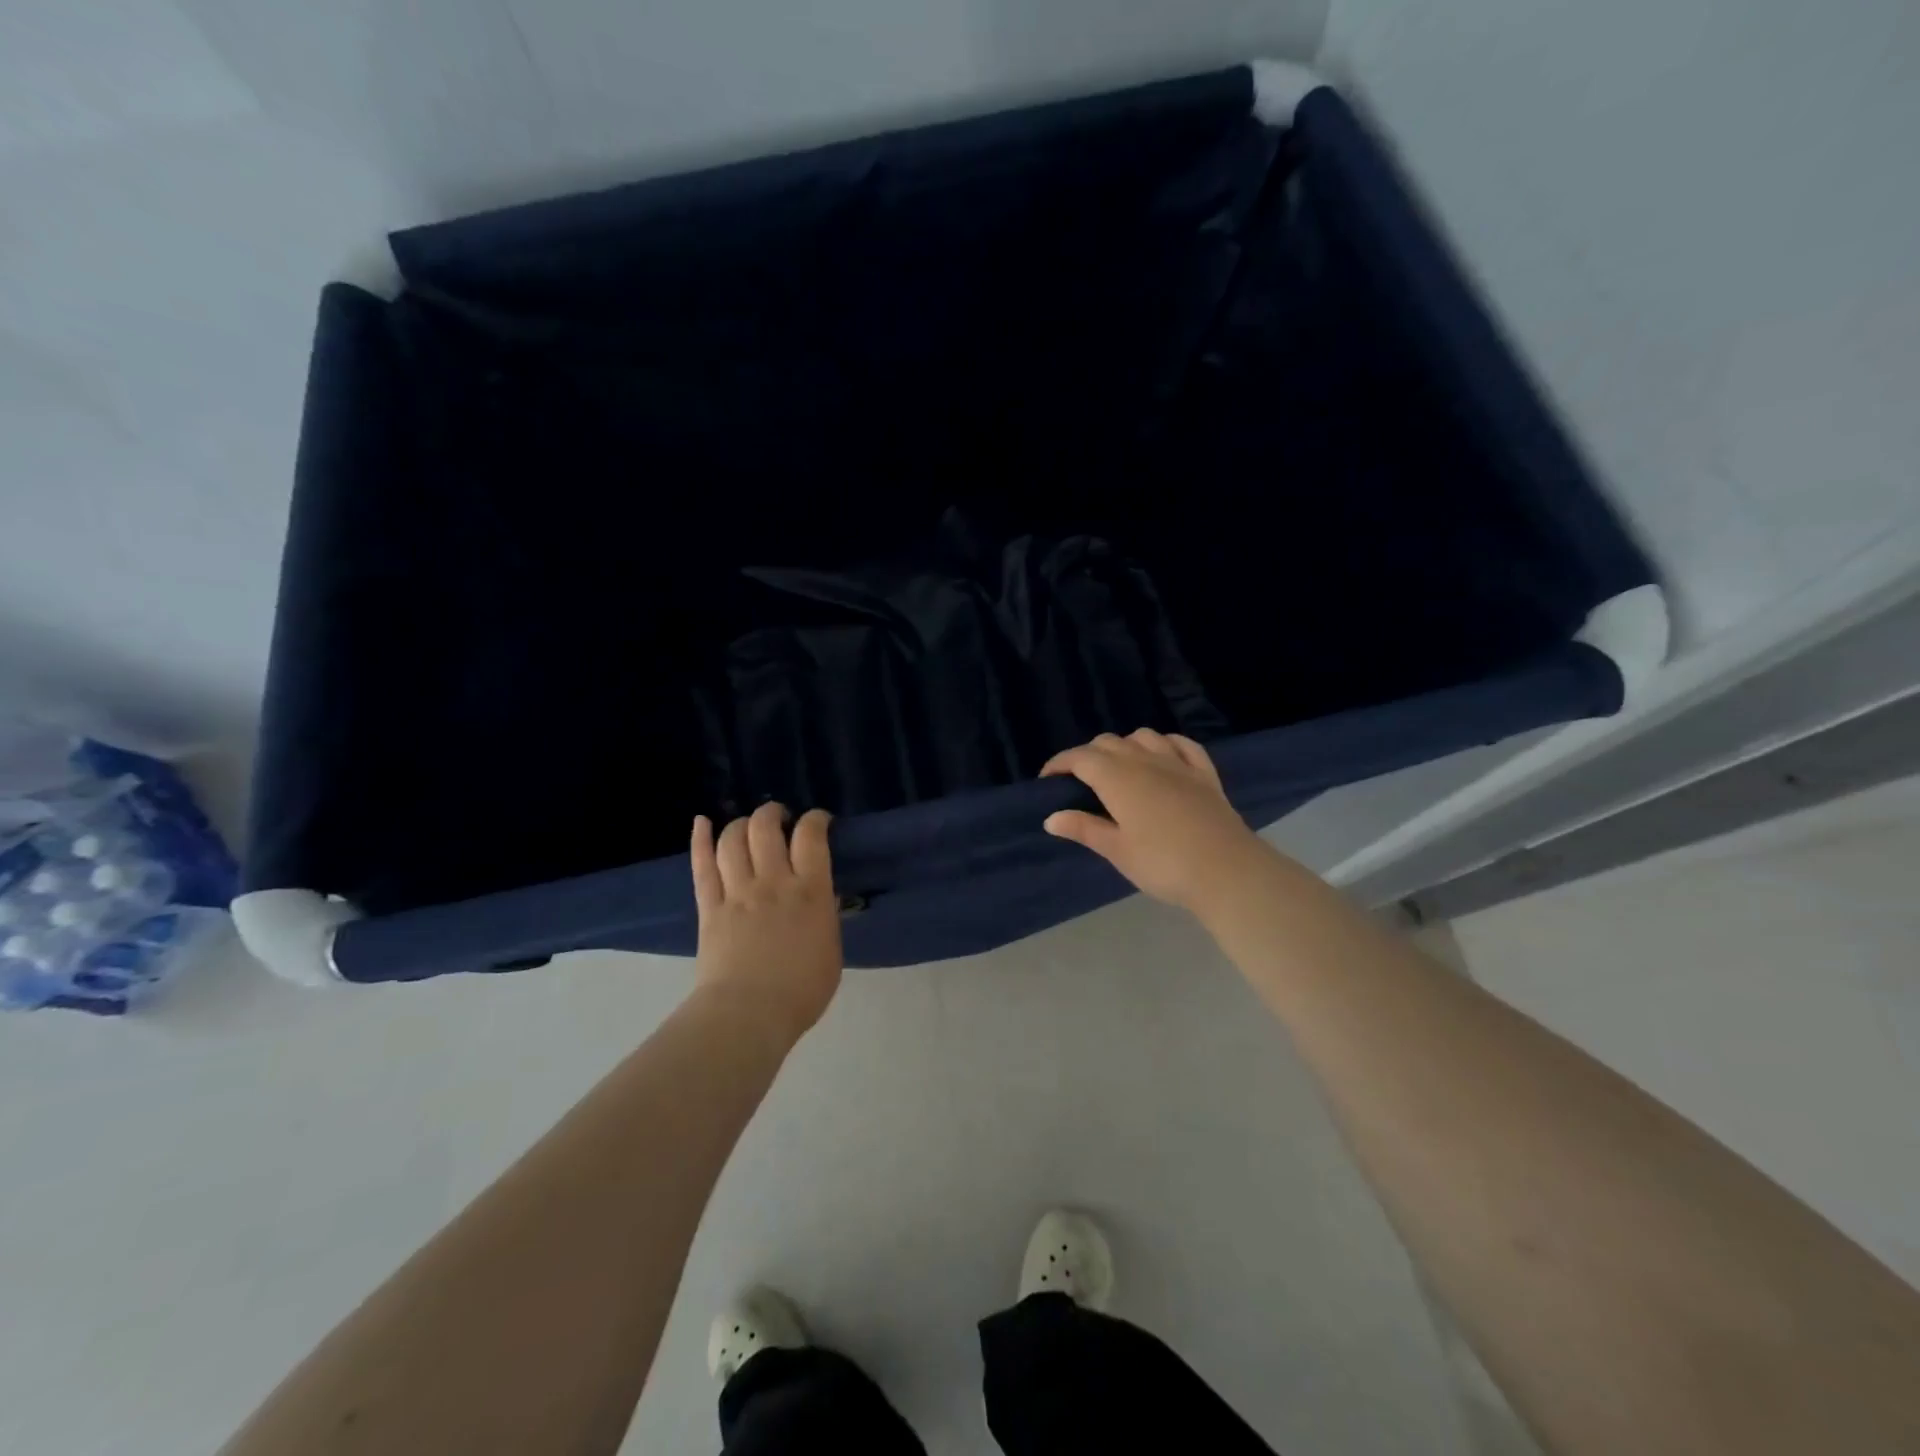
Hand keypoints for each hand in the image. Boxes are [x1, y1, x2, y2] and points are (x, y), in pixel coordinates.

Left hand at [690, 803, 842, 1046]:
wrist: (749, 1015)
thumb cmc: (801, 990)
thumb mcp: (831, 949)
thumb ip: (824, 915)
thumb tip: (819, 895)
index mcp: (810, 892)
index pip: (811, 837)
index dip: (815, 819)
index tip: (818, 821)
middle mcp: (773, 882)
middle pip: (766, 828)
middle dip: (773, 813)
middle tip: (779, 818)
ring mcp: (737, 892)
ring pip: (732, 840)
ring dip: (741, 824)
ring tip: (748, 825)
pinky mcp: (709, 907)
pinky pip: (701, 866)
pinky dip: (701, 839)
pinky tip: (702, 822)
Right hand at [1041, 729, 1264, 913]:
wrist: (1227, 870)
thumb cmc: (1163, 863)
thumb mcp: (1117, 850)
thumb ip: (1084, 828)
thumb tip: (1051, 817)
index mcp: (1118, 777)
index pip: (1080, 758)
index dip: (1060, 763)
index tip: (1047, 780)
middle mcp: (1145, 760)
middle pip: (1109, 743)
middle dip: (1088, 755)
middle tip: (1078, 782)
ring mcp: (1178, 763)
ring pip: (1143, 736)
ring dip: (1124, 745)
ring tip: (1118, 768)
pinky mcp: (1205, 774)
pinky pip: (1181, 744)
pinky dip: (1165, 743)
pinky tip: (1162, 755)